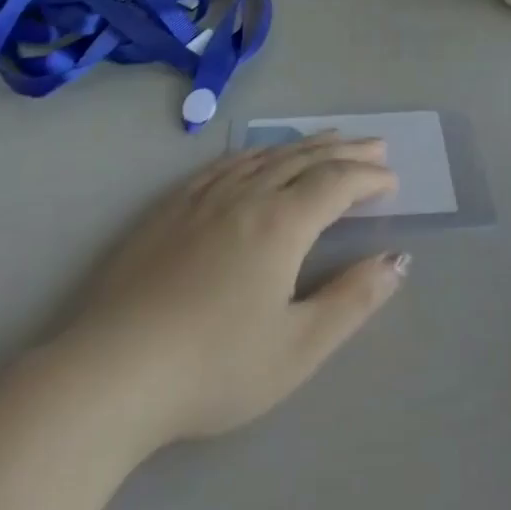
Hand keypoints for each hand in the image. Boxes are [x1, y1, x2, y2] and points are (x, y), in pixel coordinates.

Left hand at [54, 133, 408, 452]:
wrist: (113, 370)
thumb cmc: (214, 367)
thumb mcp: (297, 348)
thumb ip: (352, 300)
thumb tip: (397, 261)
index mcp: (281, 222)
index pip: (336, 183)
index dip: (368, 177)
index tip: (392, 180)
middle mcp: (247, 194)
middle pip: (305, 158)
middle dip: (345, 149)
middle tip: (375, 143)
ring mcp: (205, 195)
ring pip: (266, 154)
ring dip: (304, 144)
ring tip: (328, 138)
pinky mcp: (171, 206)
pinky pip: (225, 163)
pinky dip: (256, 153)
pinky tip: (257, 156)